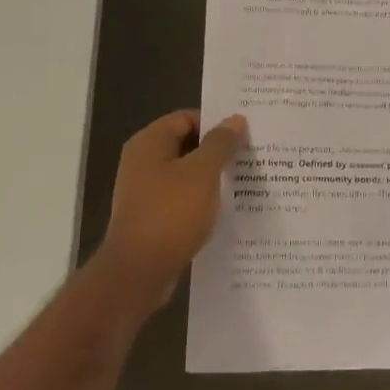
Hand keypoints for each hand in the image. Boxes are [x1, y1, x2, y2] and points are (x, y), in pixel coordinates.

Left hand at [97, 110, 246, 313]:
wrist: (138, 272)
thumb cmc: (171, 213)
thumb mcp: (202, 173)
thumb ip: (220, 143)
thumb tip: (235, 119)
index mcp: (149, 143)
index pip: (186, 118)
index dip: (215, 123)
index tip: (245, 134)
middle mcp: (142, 162)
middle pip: (186, 144)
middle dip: (217, 150)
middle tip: (250, 156)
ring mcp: (145, 191)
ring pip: (185, 174)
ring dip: (211, 177)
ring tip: (244, 182)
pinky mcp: (151, 216)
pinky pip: (181, 198)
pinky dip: (201, 200)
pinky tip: (225, 209)